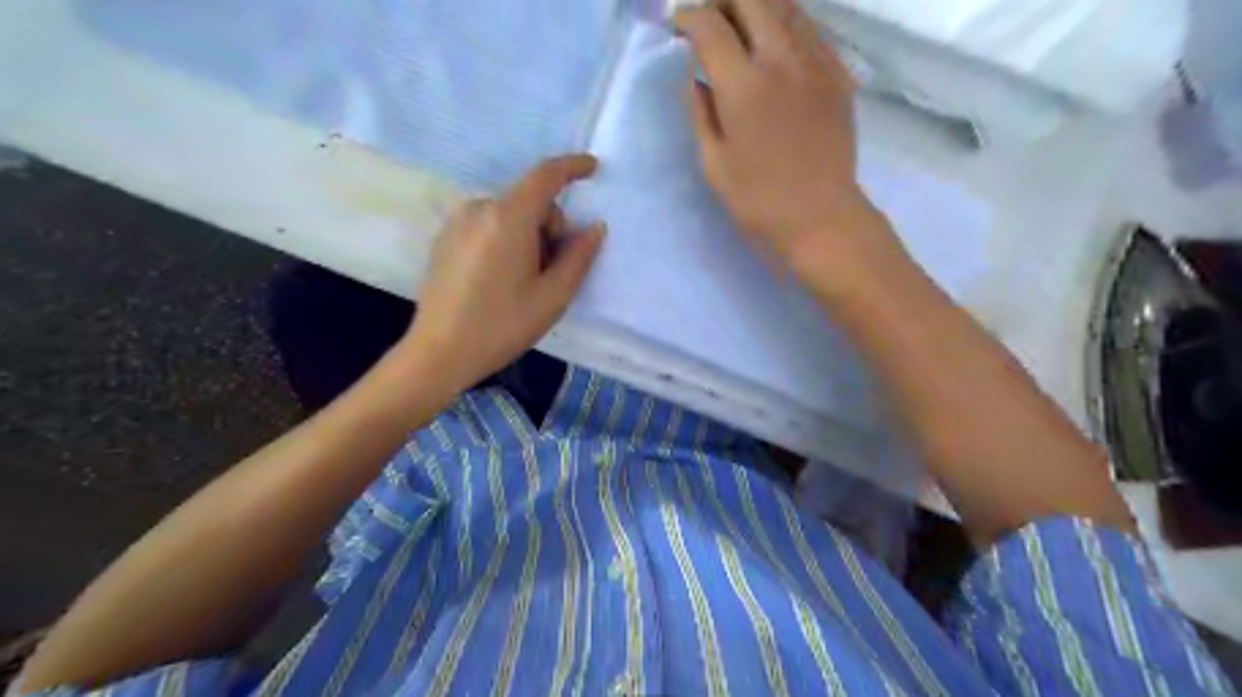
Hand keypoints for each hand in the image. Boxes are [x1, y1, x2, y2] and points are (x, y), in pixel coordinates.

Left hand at [400, 156, 603, 390]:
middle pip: (529, 201)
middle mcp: (479, 209)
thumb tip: (594, 227)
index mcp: (508, 218)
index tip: (592, 168)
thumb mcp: (552, 297)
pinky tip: (499, 281)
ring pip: (509, 215)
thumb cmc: (502, 326)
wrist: (439, 353)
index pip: (545, 175)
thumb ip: (578, 257)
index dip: (572, 167)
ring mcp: (457, 223)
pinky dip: (505, 240)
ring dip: (527, 236)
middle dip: (550, 226)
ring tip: (523, 282)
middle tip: (550, 272)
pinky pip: (487, 226)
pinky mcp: (445, 239)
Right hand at [674, 1, 908, 297]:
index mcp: (744, 86)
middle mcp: (782, 60)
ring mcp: (817, 63)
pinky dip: (786, 24)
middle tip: (708, 20)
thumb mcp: (713, 163)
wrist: (821, 218)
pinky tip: (775, 45)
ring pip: (785, 6)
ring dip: (755, 6)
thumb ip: (700, 112)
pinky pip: (810, 29)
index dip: (688, 17)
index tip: (678, 27)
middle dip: (721, 1)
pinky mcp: (838, 74)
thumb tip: (695, 76)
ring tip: (738, 25)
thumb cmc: (758, 200)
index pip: (710, 25)